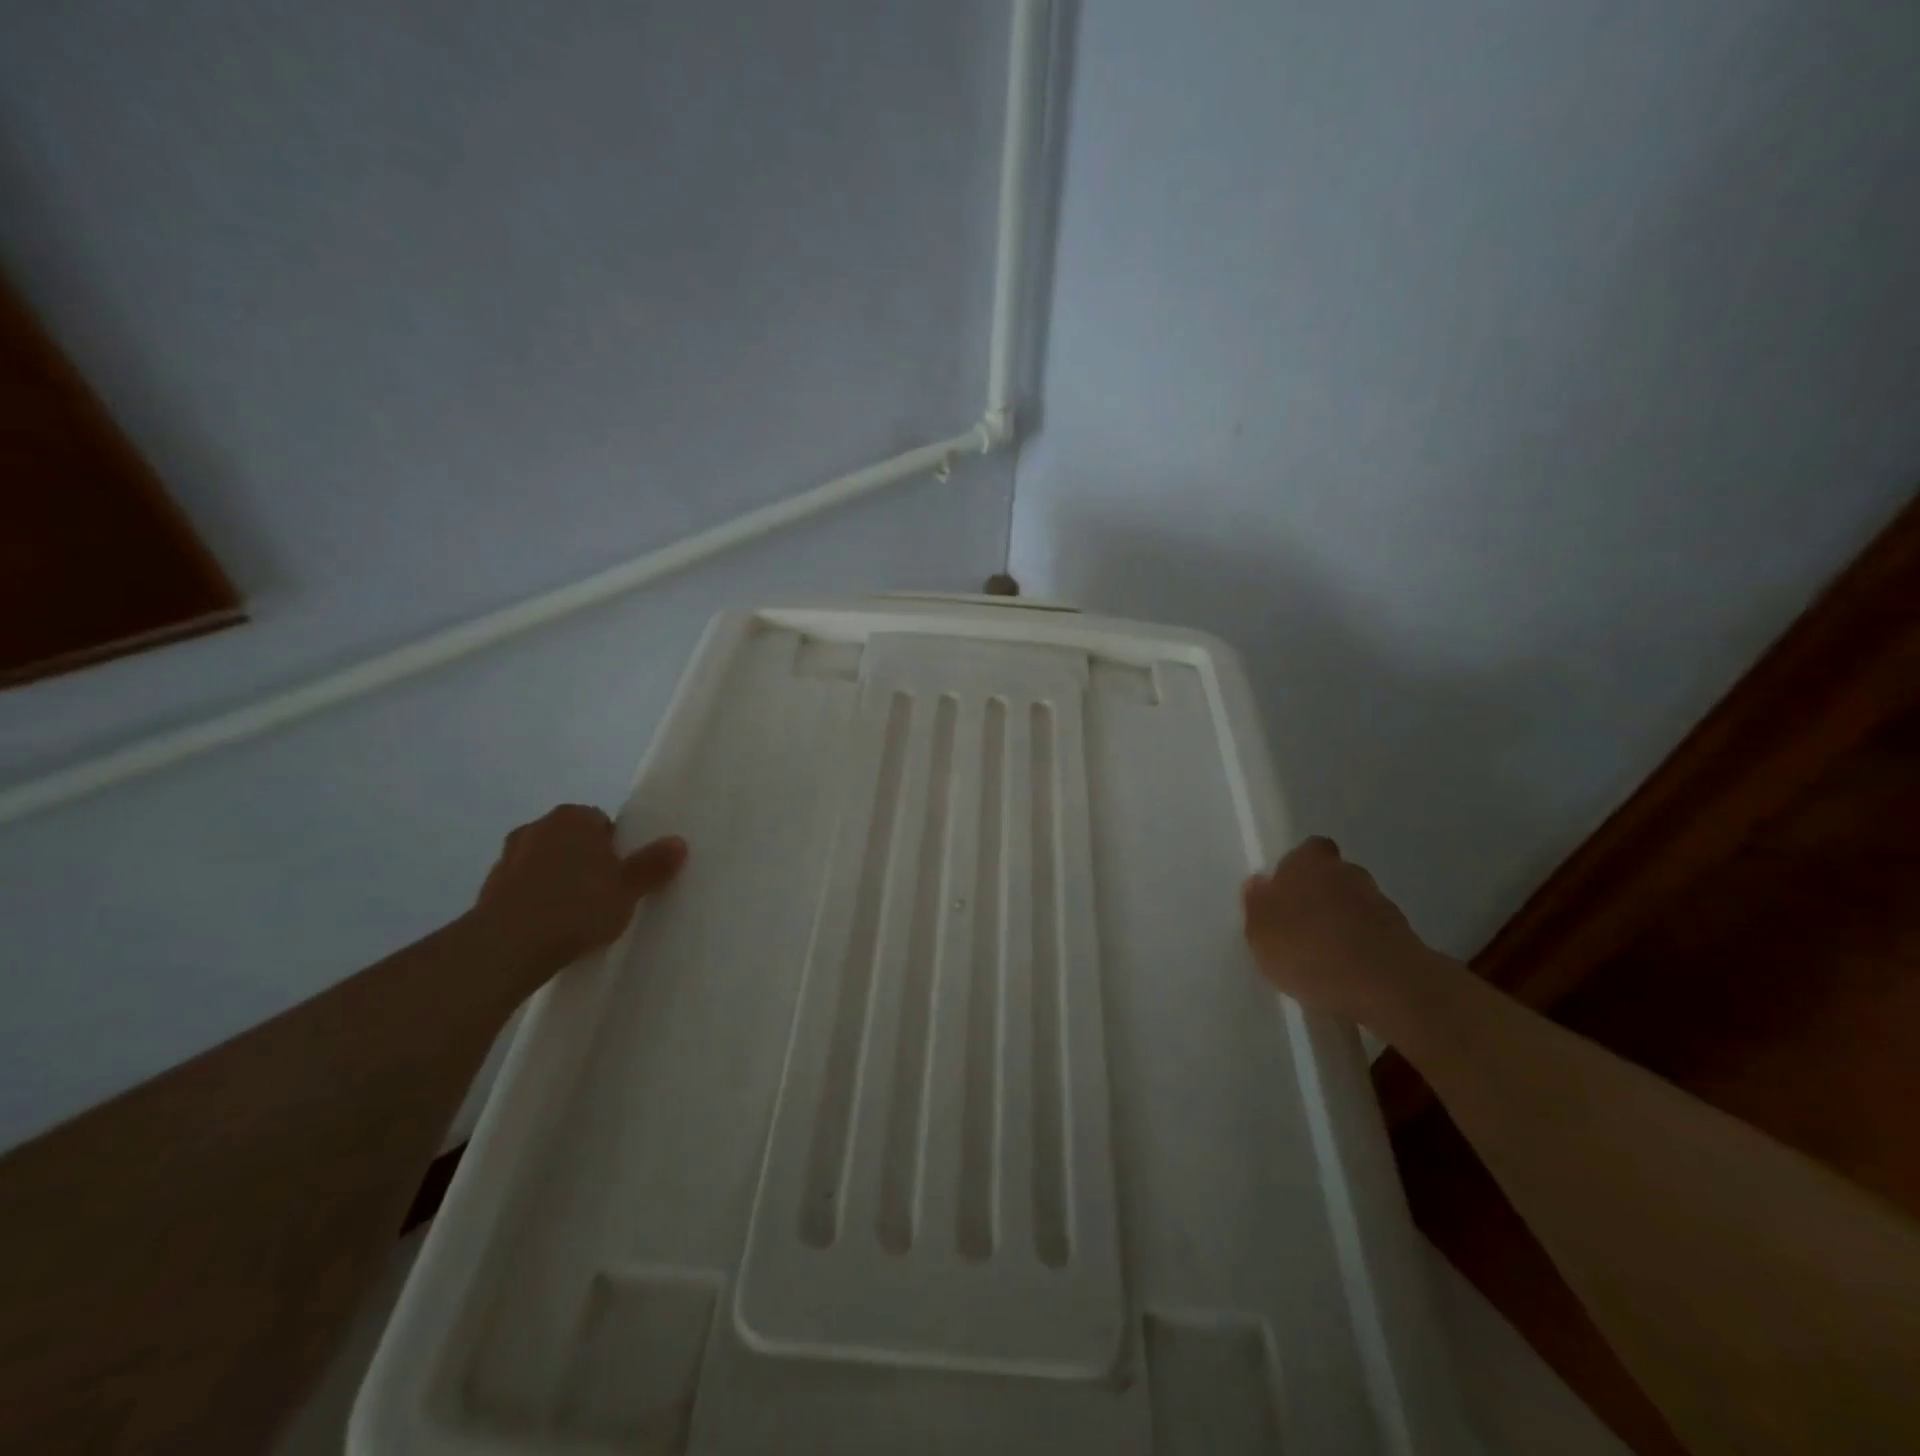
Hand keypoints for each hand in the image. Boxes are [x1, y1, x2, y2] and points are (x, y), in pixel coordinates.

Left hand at [470, 805, 686, 969]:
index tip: (622, 874)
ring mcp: (508, 857)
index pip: (601, 821)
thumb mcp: (628, 888)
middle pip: (572, 840)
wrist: (507, 946)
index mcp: (573, 817)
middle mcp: (537, 827)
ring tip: (576, 914)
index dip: (616, 847)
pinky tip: (549, 927)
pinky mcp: (487, 888)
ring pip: (545, 862)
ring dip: (558, 879)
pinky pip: (524, 887)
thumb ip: (653, 864)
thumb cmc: (577, 906)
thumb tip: (678, 842)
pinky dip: (536, 899)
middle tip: (605, 892)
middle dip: (586, 860)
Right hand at [1242, 836, 1439, 1029]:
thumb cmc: (1307, 950)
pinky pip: (1374, 933)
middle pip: (1332, 876)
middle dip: (1321, 895)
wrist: (1384, 985)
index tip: (1287, 894)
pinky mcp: (1405, 935)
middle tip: (1303, 925)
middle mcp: (1347, 872)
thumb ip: (1257, 904)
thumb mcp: (1260, 932)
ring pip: (1354, 904)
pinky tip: (1349, 971)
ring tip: (1326, 955)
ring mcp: (1380, 902)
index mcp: (1308, 862)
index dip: (1297, 869)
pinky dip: (1363, 946)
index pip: (1306, 851)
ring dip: (1343, 922)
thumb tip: (1259, 883)